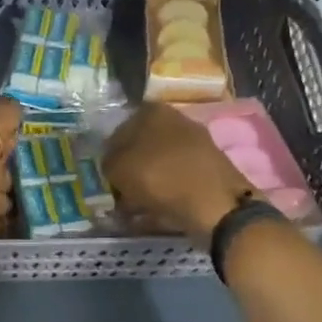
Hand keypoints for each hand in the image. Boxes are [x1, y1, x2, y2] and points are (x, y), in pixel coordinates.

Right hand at [103, 103, 255, 244]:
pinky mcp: (208, 167)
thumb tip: (111, 166)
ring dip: (145, 183)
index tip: (106, 178)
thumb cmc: (160, 176)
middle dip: (129, 169)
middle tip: (118, 192)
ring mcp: (195, 143)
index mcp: (151, 110)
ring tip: (134, 207)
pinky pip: (176, 179)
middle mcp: (176, 120)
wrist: (215, 204)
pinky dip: (165, 192)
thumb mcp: (117, 168)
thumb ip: (107, 162)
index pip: (118, 131)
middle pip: (141, 147)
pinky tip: (155, 210)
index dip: (109, 156)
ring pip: (158, 164)